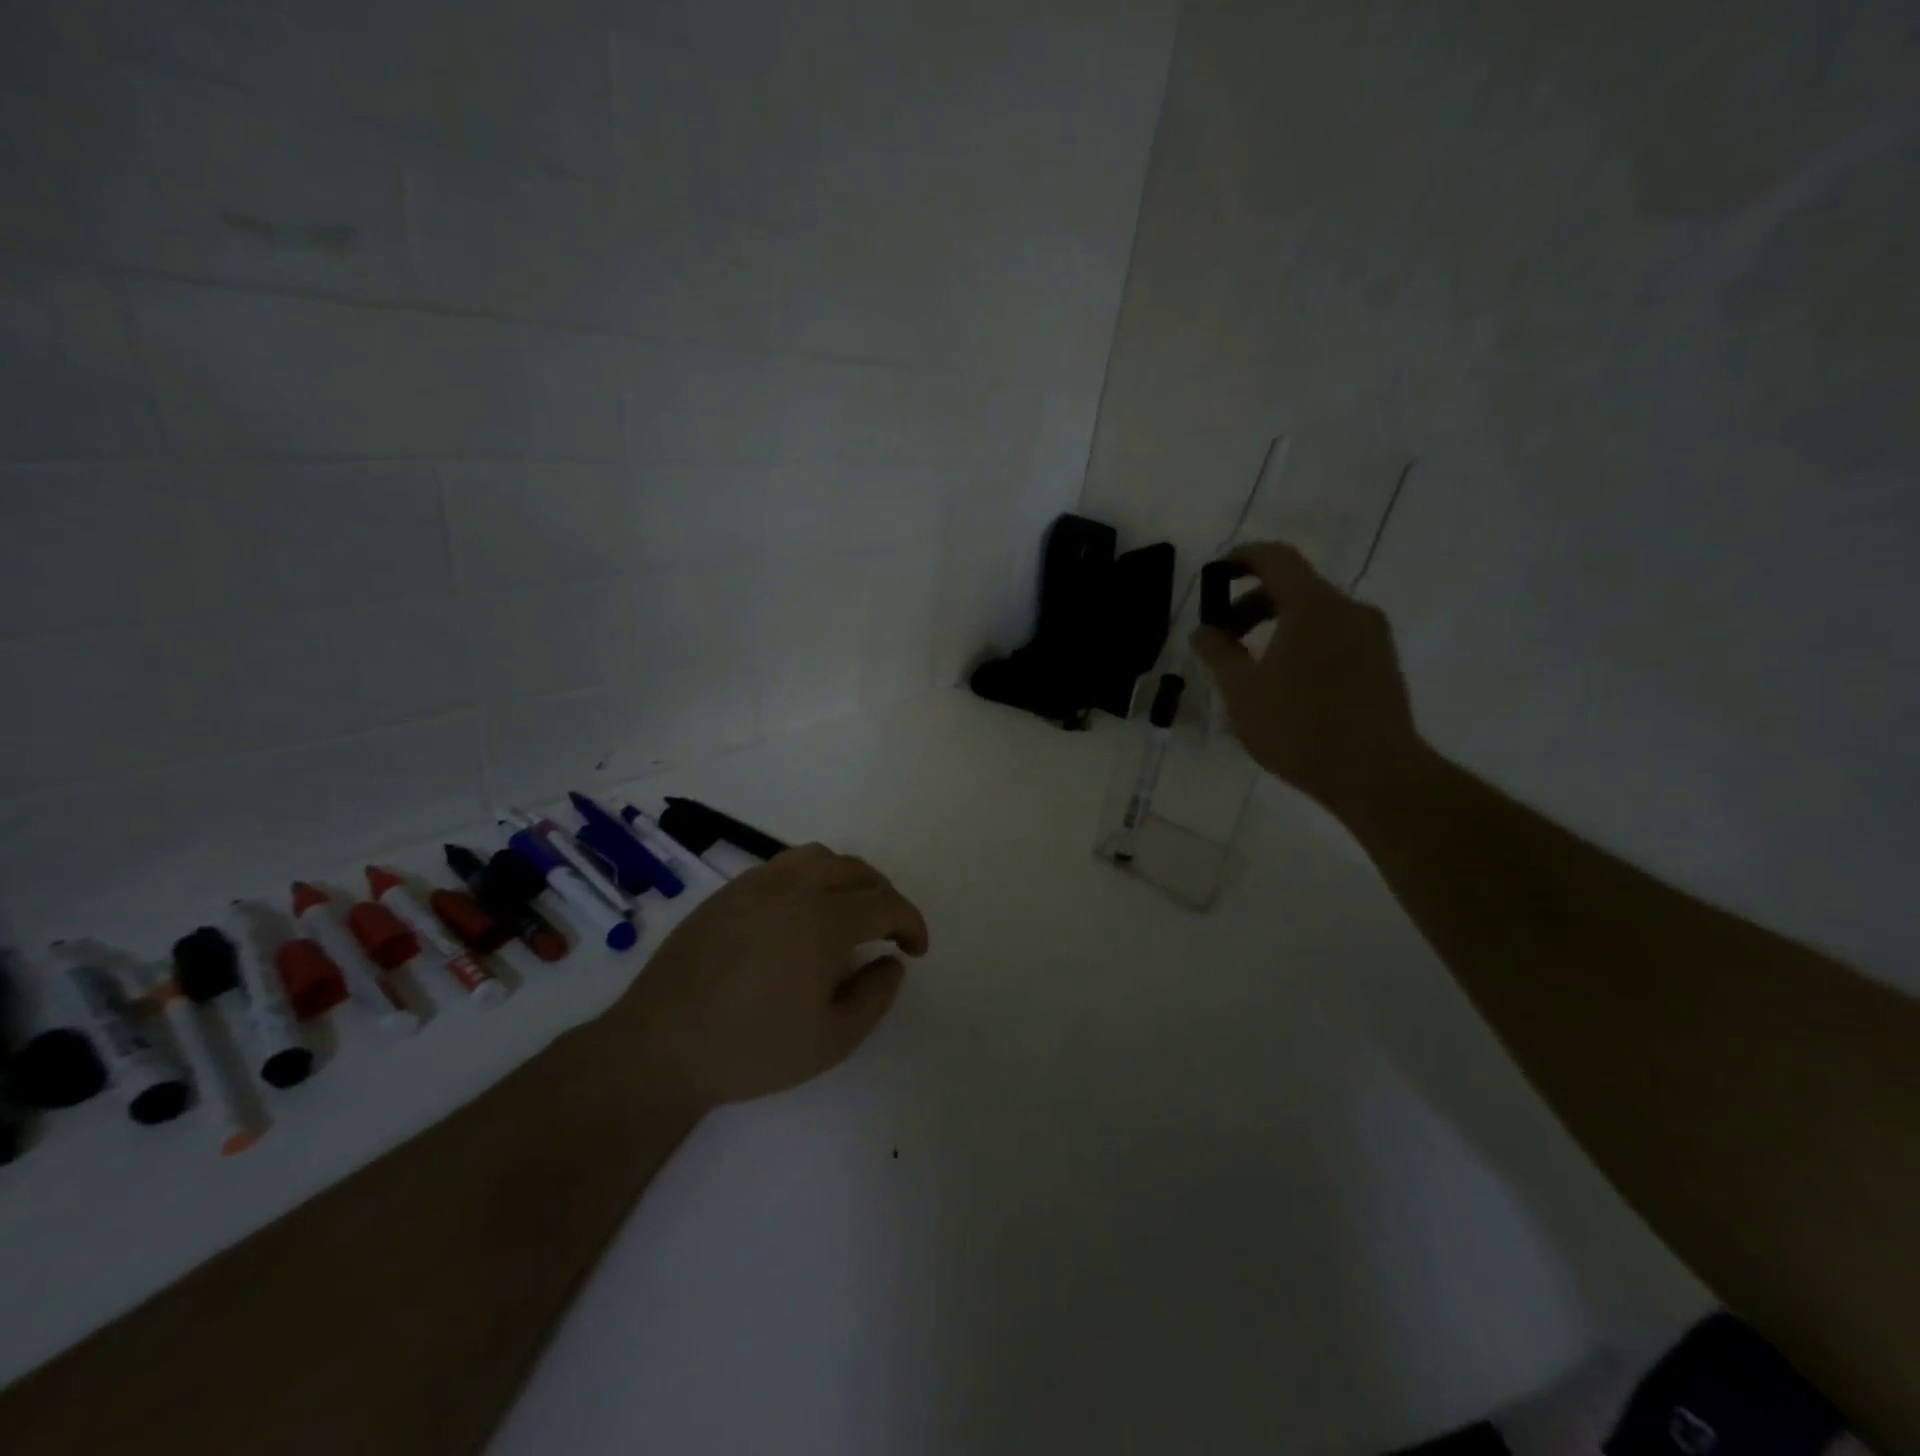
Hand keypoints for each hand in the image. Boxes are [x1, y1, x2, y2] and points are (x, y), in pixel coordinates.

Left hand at [614, 843, 929, 1107]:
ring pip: (819, 858)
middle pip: (856, 871)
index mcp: (823, 920)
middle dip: (884, 896)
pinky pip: (783, 866)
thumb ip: (875, 996)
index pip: (885, 903)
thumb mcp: (831, 1040)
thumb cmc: (751, 1049)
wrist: (659, 1047)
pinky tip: (801, 913)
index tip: (915, 949)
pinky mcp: (728, 891)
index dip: (911, 923)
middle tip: (888, 931)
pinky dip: (810, 877)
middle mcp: (794, 888)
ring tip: (848, 911)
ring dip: (847, 878)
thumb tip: (891, 961)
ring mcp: (756, 884)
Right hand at [1190, 541, 1422, 814]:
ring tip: (1250, 665)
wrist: (1375, 774)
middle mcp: (1348, 609)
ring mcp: (1372, 635)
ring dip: (1277, 625)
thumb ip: (1217, 652)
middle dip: (1252, 604)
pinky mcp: (1382, 662)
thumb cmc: (1299, 728)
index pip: (1275, 558)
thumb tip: (1202, 630)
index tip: (1215, 573)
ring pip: (1315, 613)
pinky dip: (1302, 642)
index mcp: (1313, 606)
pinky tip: (1285, 682)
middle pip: (1294, 587)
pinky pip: (1334, 635)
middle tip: (1222, 636)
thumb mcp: (1241, 691)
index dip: (1241, 558)